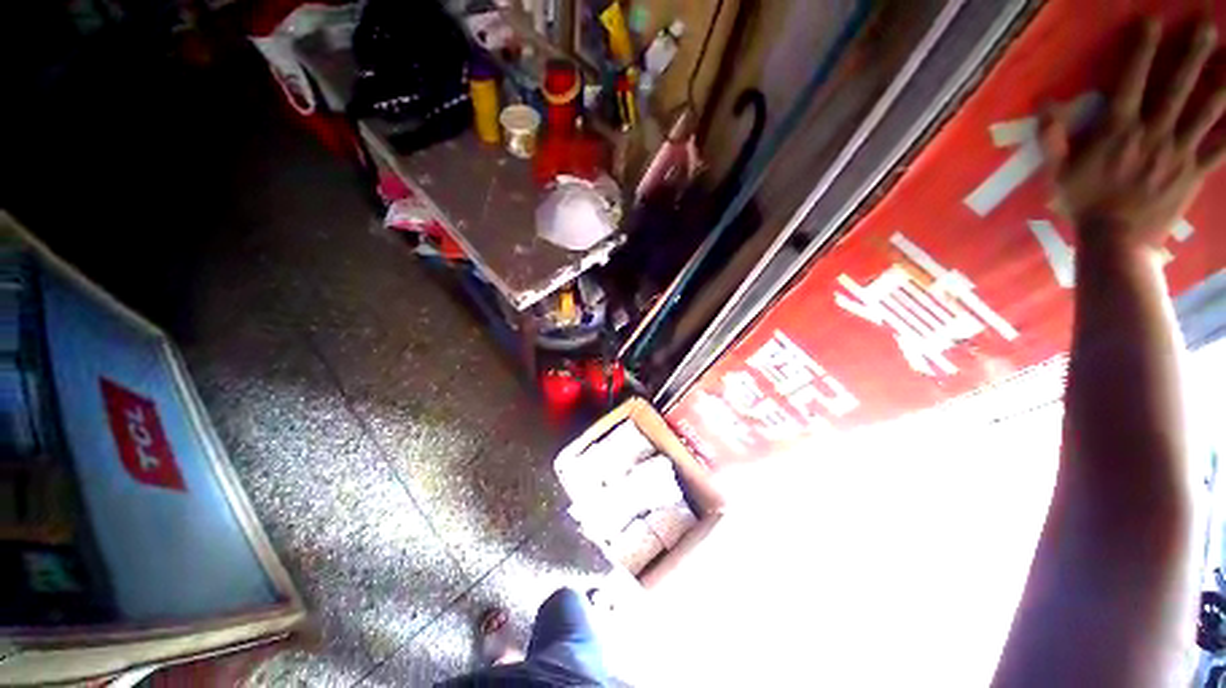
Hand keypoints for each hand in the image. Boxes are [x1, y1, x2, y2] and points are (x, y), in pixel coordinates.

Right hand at [1041, 19, 1225, 252]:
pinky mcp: (1193, 173)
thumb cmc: (1084, 204)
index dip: (1142, 49)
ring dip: (1222, 83)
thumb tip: (1044, 103)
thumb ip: (1052, 137)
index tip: (1152, 21)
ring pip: (1206, 111)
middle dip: (1193, 54)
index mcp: (1119, 130)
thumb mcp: (1057, 173)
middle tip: (1207, 24)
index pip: (1132, 81)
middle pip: (1177, 87)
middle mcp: (1153, 133)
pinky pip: (1220, 148)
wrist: (1116, 242)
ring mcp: (1178, 153)